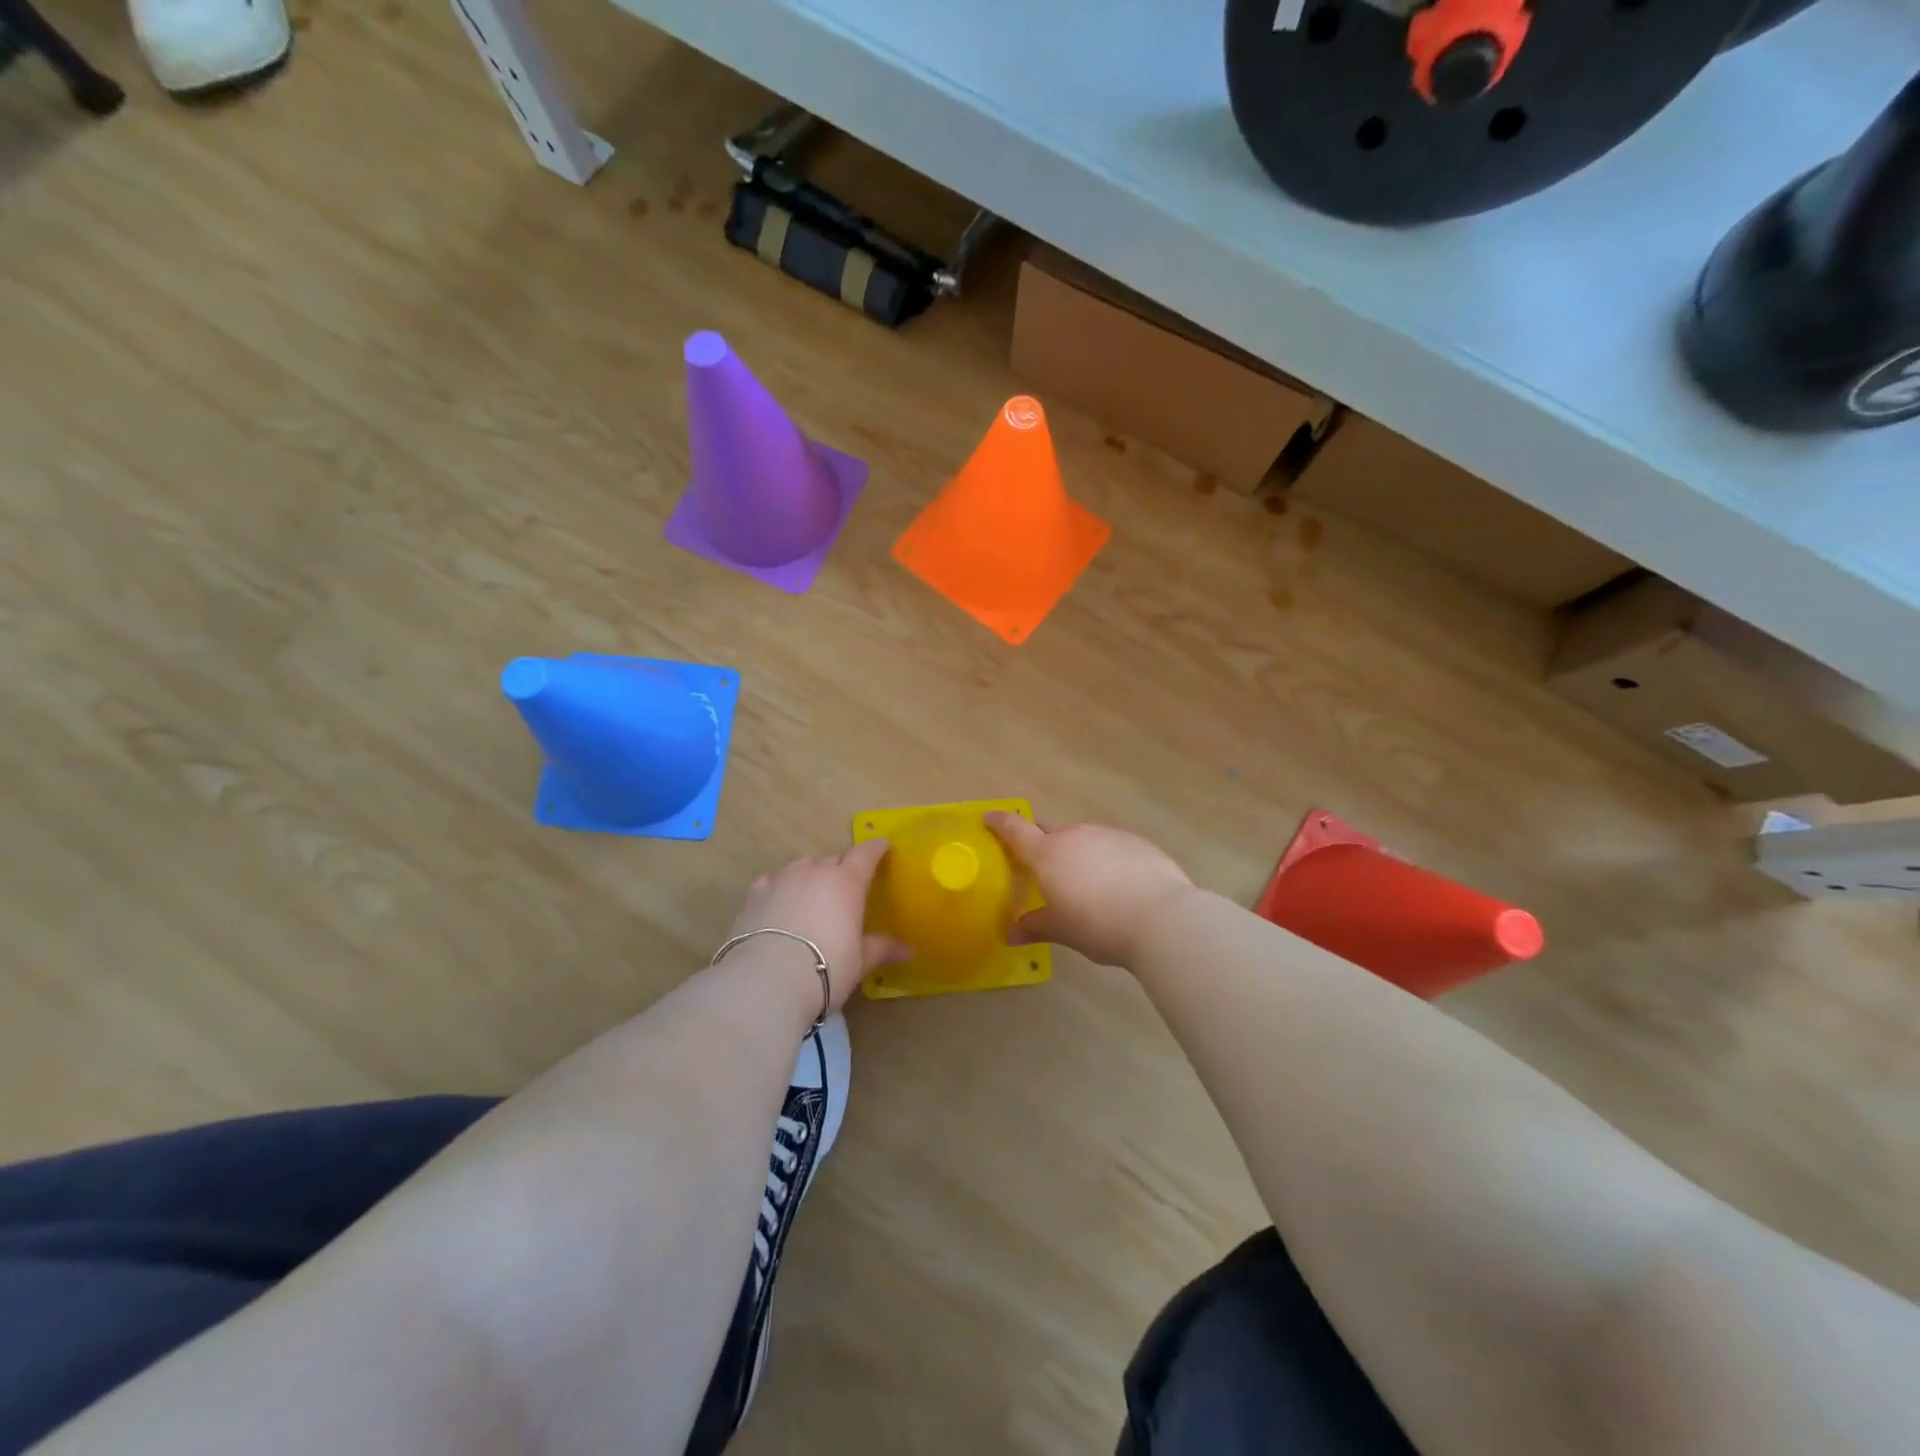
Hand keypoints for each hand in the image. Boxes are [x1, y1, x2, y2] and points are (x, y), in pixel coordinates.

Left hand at [727, 840, 908, 1009]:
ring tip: (813, 890)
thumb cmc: (826, 968)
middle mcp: (814, 871)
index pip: (865, 854)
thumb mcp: (859, 961)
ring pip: (801, 864)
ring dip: (811, 872)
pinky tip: (779, 899)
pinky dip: (780, 886)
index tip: (883, 846)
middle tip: (848, 882)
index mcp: (846, 882)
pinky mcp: (754, 894)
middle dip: (843, 866)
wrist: (767, 980)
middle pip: (833, 858)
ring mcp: (781, 879)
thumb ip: (881, 949)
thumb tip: (908, 951)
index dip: (875, 849)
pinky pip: (772, 880)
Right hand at [983, 815, 1194, 969]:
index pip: (1016, 830)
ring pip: (1084, 840)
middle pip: (1052, 835)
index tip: (990, 818)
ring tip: (1089, 887)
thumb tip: (1011, 934)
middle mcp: (1076, 835)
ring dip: (1080, 856)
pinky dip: (1108, 861)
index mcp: (1048, 854)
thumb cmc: (1099, 924)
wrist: (1161, 917)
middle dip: (1046, 849)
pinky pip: (1112, 847)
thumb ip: (1035, 926)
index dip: (1000, 823)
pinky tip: (1119, 886)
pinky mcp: (1137, 842)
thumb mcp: (1062, 930)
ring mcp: (1108, 835)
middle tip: (1047, 874)